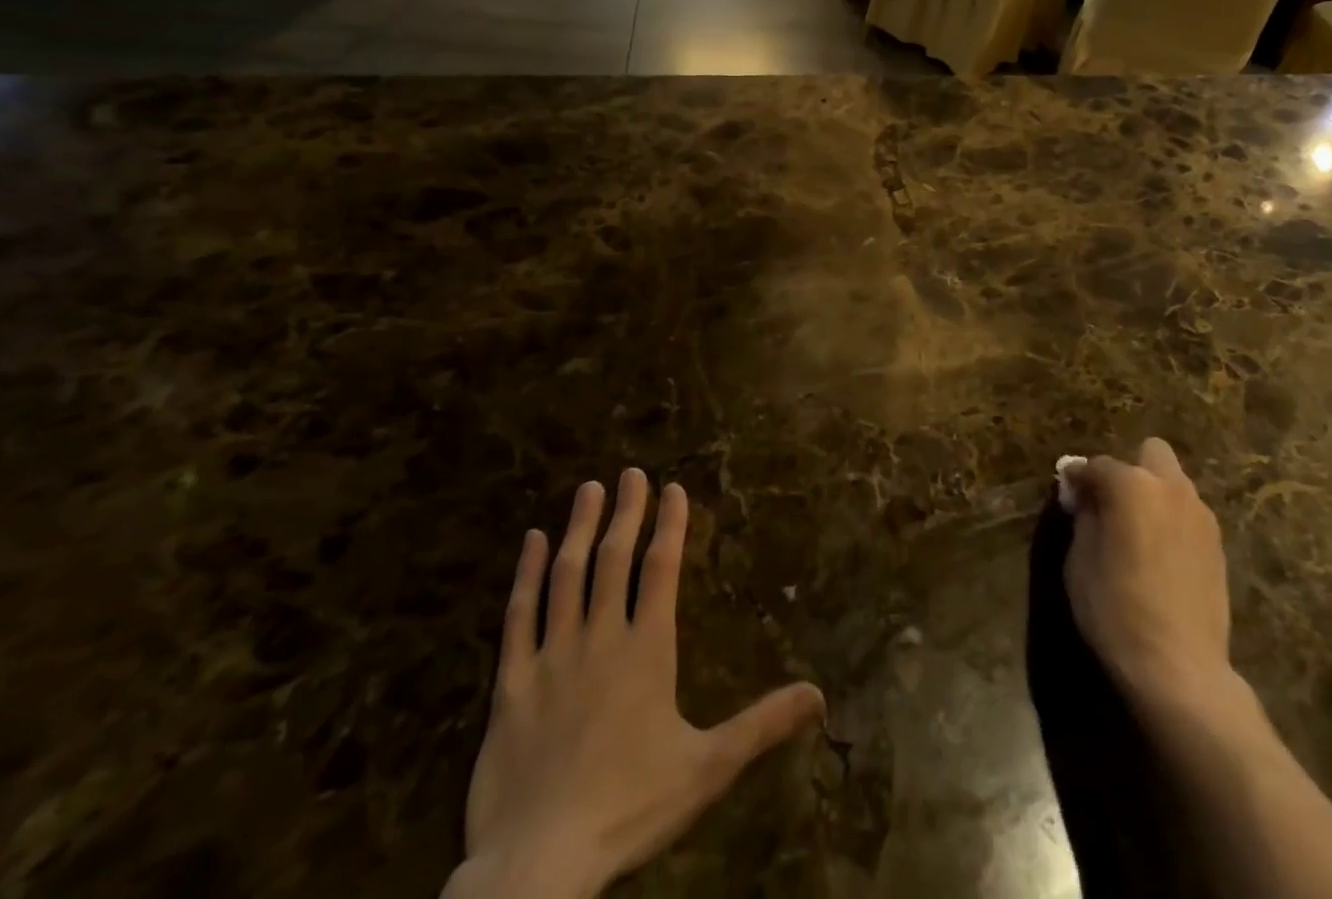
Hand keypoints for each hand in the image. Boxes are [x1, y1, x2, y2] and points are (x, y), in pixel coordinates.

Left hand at [446, 470, 825, 898]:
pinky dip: (526, 575)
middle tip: (630, 473)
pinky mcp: (511, 685)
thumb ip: (762, 724)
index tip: (672, 487)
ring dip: (580, 529)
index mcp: (647, 650)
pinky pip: (518, 617)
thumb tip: (819, 693)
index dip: (670, 525)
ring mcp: (551, 657)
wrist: (537, 866)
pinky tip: (532, 542)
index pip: (662, 569)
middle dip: (626, 512)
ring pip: (567, 576)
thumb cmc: (630, 809)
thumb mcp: (708, 769)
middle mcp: (600, 638)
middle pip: (615, 559)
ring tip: (589, 489)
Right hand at [1062, 438, 1235, 716]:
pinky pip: (1188, 514)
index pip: (1097, 465)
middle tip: (1112, 504)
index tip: (1068, 493)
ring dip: (1153, 495)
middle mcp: (1171, 488)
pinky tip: (1160, 556)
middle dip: (1130, 469)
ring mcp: (1200, 515)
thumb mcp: (1080, 561)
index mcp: (1132, 485)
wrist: (1180, 668)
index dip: (1078, 478)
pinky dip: (1171, 521)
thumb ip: (1084, 517)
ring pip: (1173, 483)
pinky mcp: (1218, 544)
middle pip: (1151, 452)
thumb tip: (1084, 496)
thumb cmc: (1116, 609)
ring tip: (1137, 533)